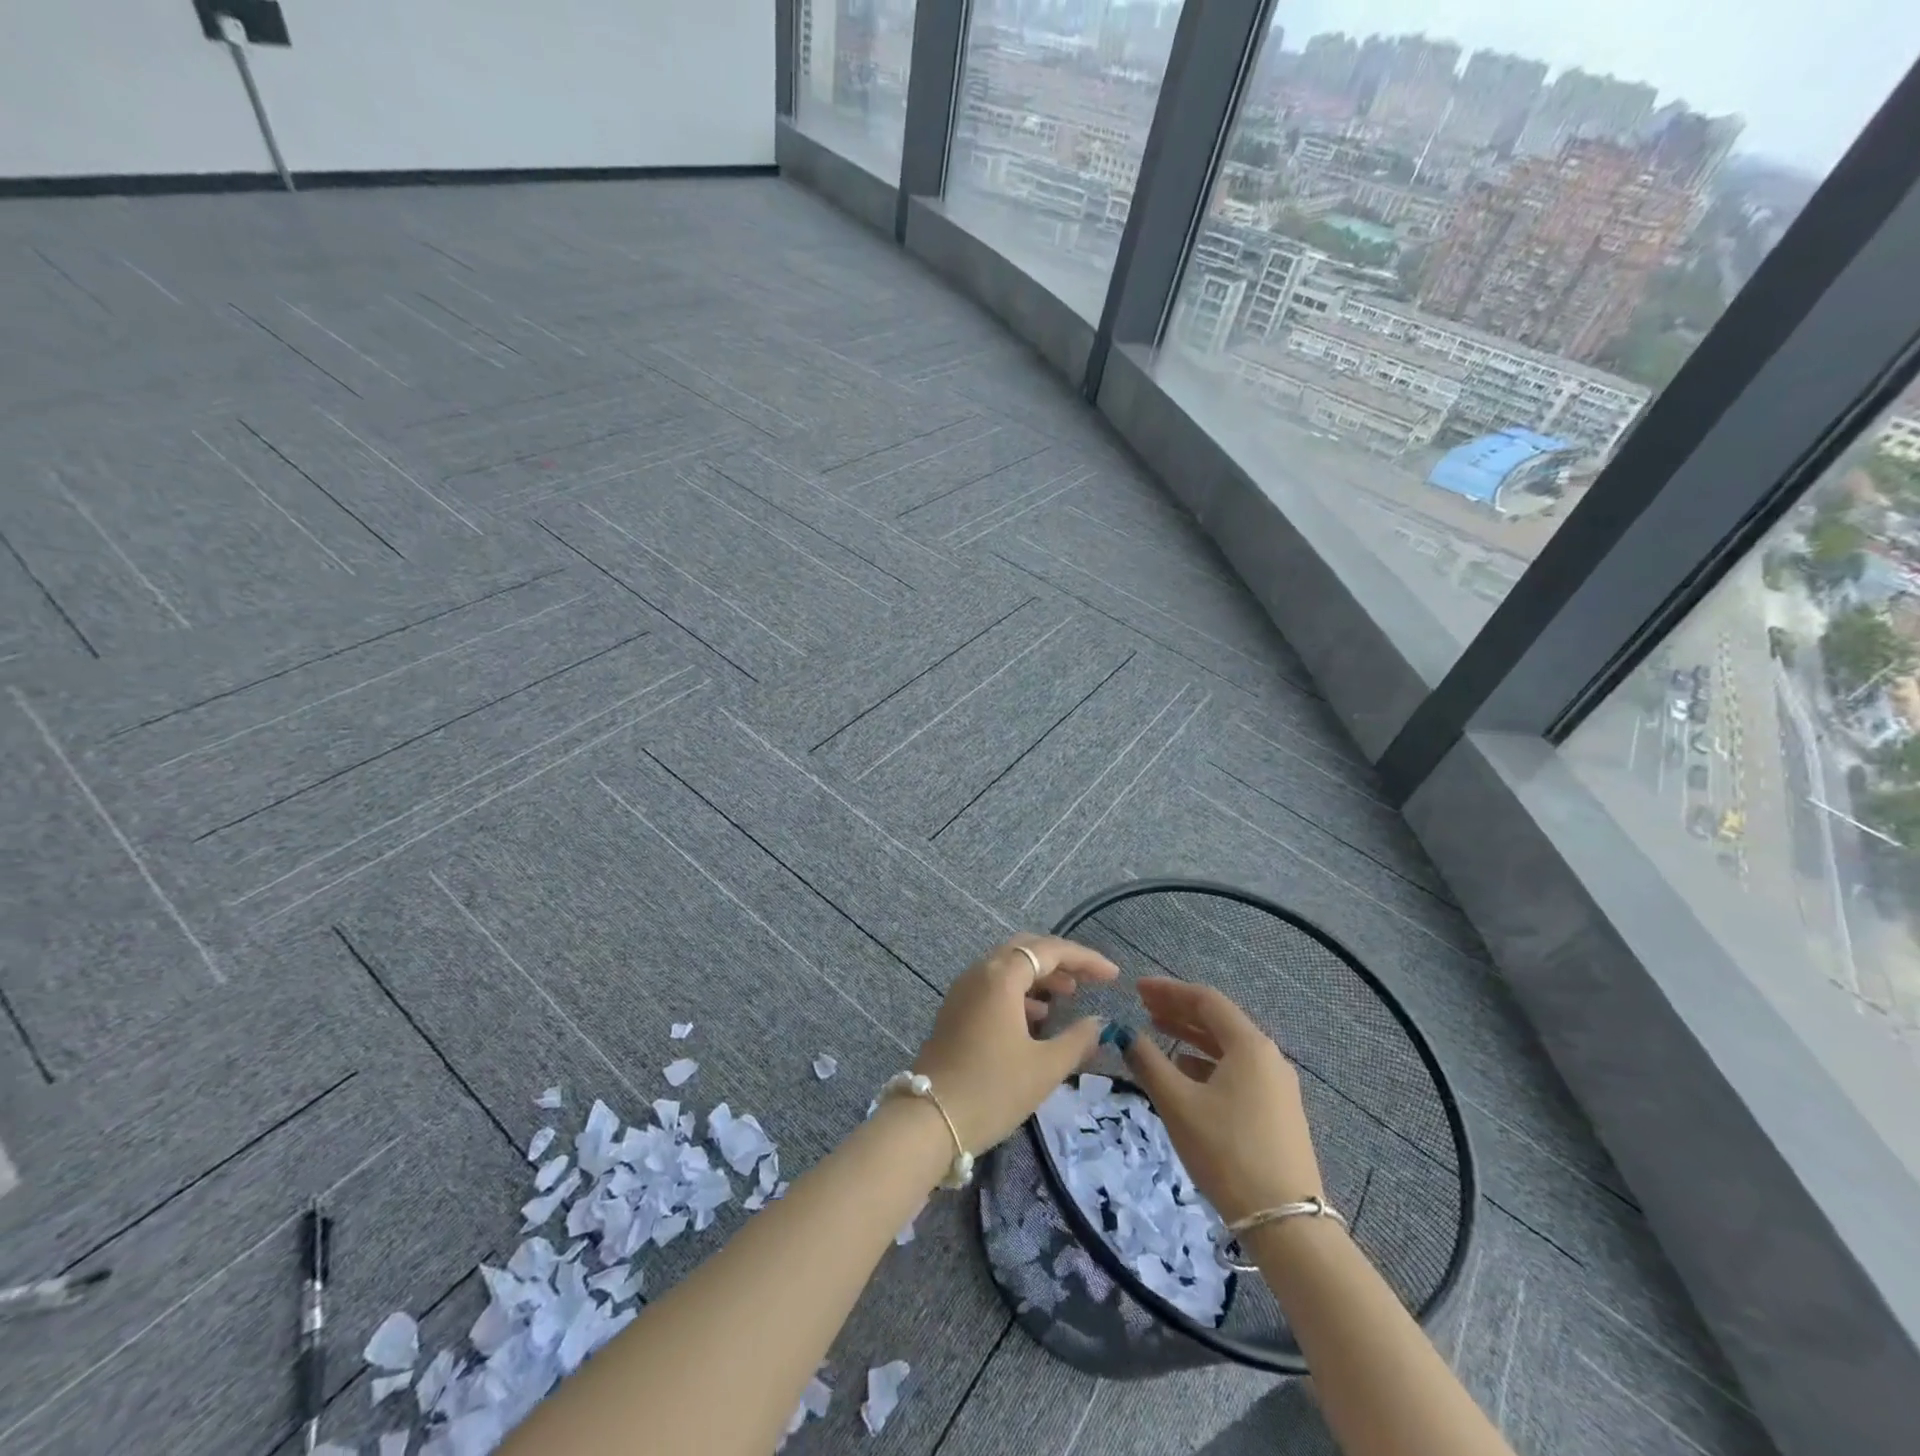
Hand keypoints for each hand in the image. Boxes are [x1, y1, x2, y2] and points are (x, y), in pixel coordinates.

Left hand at [910, 935, 1118, 1154]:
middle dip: (1061, 961)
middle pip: (1026, 949)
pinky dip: (1020, 992)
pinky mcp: (955, 1010)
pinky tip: (1037, 1018)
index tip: (1113, 976)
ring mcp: (963, 990)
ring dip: (1040, 976)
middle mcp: (980, 972)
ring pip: (1008, 967)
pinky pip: (994, 986)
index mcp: (1001, 976)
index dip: (1085, 959)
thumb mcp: (1044, 1068)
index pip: (1050, 950)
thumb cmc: (992, 1090)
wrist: (929, 1120)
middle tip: (1089, 980)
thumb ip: (1077, 1040)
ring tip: (1068, 997)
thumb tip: (1099, 1023)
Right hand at [1120, 978, 1324, 1223]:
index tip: (1137, 988)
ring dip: (1191, 1036)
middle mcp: (1268, 1057)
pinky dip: (1207, 1062)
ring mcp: (1277, 1086)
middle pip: (1218, 1020)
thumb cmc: (1226, 1152)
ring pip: (1227, 1047)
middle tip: (1143, 1006)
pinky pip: (1237, 1071)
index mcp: (1249, 1045)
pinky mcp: (1278, 1112)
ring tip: (1158, 1032)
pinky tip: (1186, 1073)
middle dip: (1179, 1010)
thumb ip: (1148, 1062)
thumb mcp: (1177, 1103)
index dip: (1168, 990)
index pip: (1205, 1000)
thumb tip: (1126, 1035)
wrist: (1285, 1223)